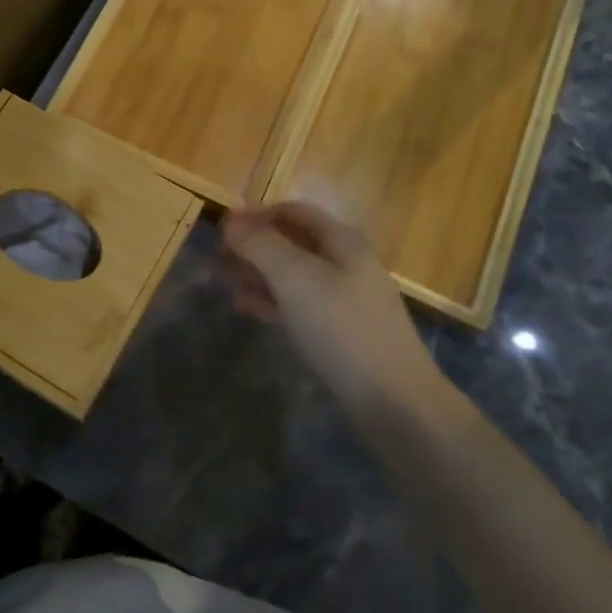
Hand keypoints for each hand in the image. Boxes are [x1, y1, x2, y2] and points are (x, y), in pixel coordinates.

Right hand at [222, 203, 463, 425]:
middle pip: (292, 242)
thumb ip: (261, 245)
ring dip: (258, 273)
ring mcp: (345, 300)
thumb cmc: (342, 328)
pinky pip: (298, 305)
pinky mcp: (340, 333)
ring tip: (224, 283)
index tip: (222, 228)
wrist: (394, 402)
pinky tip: (247, 308)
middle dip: (253, 245)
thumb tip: (231, 222)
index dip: (256, 214)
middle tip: (217, 259)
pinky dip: (271, 300)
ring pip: (293, 275)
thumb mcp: (295, 278)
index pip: (293, 211)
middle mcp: (346, 263)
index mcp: (341, 241)